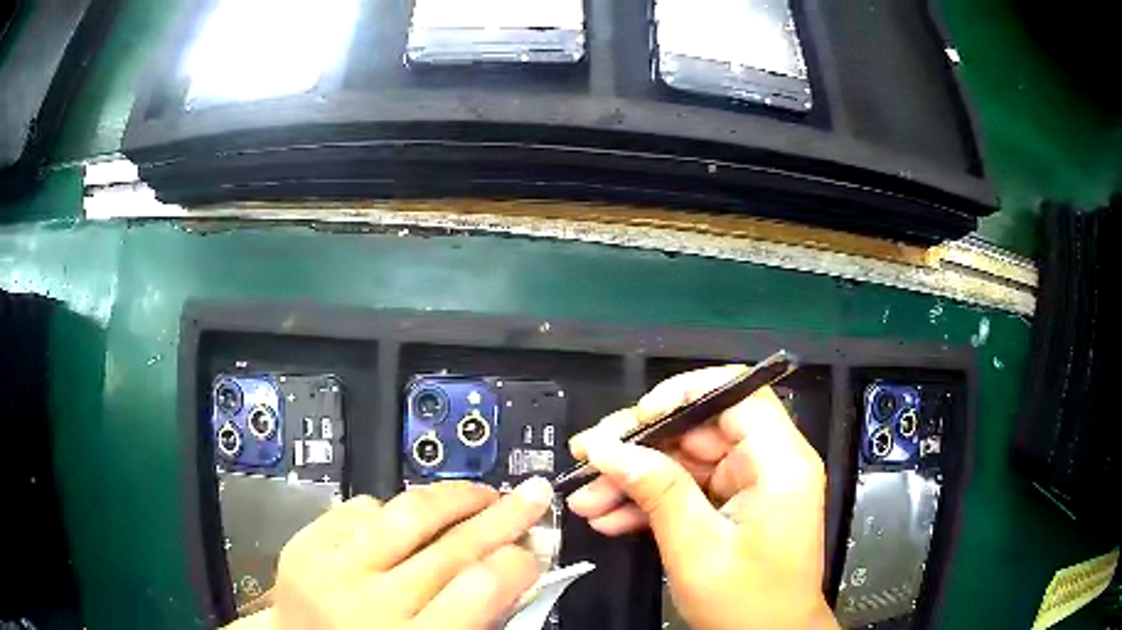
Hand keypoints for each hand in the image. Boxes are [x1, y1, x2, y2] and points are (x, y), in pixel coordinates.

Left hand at [231, 478, 553, 629]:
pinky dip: (393, 508)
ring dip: (454, 496)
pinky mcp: (304, 543)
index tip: (537, 548)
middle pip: (452, 545)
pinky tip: (409, 519)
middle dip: (504, 515)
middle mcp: (369, 602)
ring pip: (407, 512)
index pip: (481, 587)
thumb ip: (476, 620)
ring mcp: (330, 567)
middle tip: (533, 494)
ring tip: (482, 493)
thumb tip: (517, 569)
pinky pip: (361, 507)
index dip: (519, 561)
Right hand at [567, 365, 837, 629]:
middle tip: (589, 459)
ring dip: (636, 479)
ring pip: (686, 460)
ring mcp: (751, 485)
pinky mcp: (735, 505)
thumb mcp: (696, 548)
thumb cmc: (746, 603)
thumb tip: (609, 448)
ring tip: (588, 497)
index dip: (684, 394)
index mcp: (780, 463)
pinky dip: (652, 502)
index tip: (637, 418)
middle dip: (641, 446)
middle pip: (701, 427)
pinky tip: (612, 517)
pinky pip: (689, 489)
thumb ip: (658, 491)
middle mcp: (771, 463)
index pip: (737, 394)